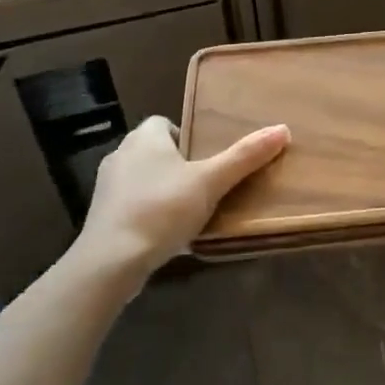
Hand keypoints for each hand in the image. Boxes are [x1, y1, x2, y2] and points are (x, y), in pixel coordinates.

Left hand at [67, 115, 288, 283]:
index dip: (186, 136)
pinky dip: (148, 213)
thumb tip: (282, 129)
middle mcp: (120, 155)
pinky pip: (131, 205)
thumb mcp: (210, 182)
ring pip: (142, 179)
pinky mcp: (101, 217)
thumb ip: (244, 157)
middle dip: (178, 164)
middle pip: (154, 151)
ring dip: (162, 189)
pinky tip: (166, 233)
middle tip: (206, 183)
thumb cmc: (162, 209)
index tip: (207, 158)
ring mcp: (107, 188)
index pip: (163, 123)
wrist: (110, 262)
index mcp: (144, 138)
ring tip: (190, 210)